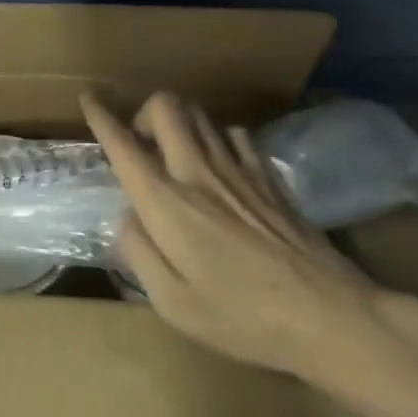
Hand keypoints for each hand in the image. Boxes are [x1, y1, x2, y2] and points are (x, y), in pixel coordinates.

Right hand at [82, 91, 417, 401]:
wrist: (328, 315)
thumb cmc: (243, 318)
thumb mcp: (174, 304)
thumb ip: (140, 253)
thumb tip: (129, 218)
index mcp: (167, 202)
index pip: (124, 144)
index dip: (101, 116)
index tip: (89, 98)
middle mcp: (197, 171)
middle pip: (166, 105)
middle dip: (145, 112)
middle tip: (142, 143)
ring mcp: (236, 168)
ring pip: (199, 113)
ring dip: (180, 123)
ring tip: (177, 154)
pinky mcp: (267, 175)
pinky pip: (234, 134)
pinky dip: (217, 140)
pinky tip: (220, 168)